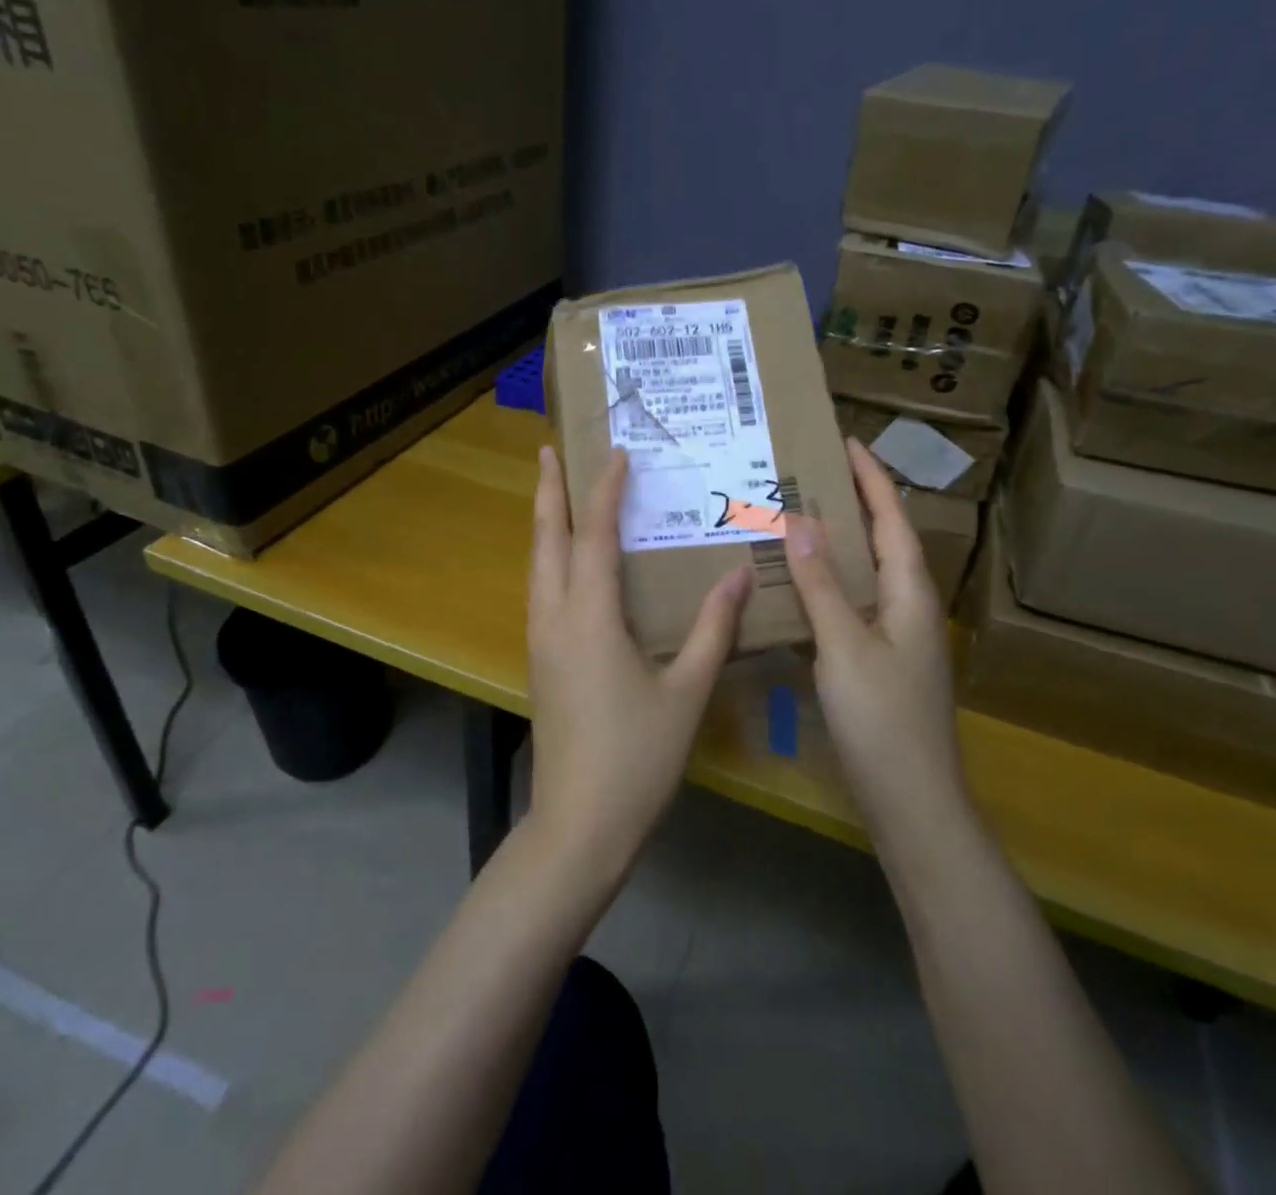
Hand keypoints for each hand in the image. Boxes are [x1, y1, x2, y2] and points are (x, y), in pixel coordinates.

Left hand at [526, 445, 752, 880]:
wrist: (578, 824)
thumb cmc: (637, 758)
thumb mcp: (687, 692)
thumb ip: (713, 629)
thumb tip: (738, 572)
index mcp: (590, 618)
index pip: (593, 536)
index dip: (604, 491)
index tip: (617, 454)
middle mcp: (555, 619)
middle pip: (546, 540)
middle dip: (548, 492)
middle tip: (550, 450)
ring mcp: (540, 641)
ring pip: (536, 565)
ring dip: (544, 523)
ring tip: (554, 492)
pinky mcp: (540, 662)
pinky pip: (540, 591)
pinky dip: (549, 558)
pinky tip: (565, 563)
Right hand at [783, 440, 965, 834]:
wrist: (913, 802)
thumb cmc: (883, 718)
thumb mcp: (845, 646)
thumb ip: (823, 584)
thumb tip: (801, 520)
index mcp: (910, 592)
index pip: (892, 519)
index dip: (871, 478)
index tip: (847, 440)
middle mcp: (908, 606)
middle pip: (883, 540)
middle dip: (854, 502)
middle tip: (809, 474)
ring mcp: (896, 636)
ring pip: (866, 573)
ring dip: (838, 542)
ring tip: (797, 517)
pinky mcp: (879, 661)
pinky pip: (852, 604)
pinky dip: (828, 583)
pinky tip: (797, 587)